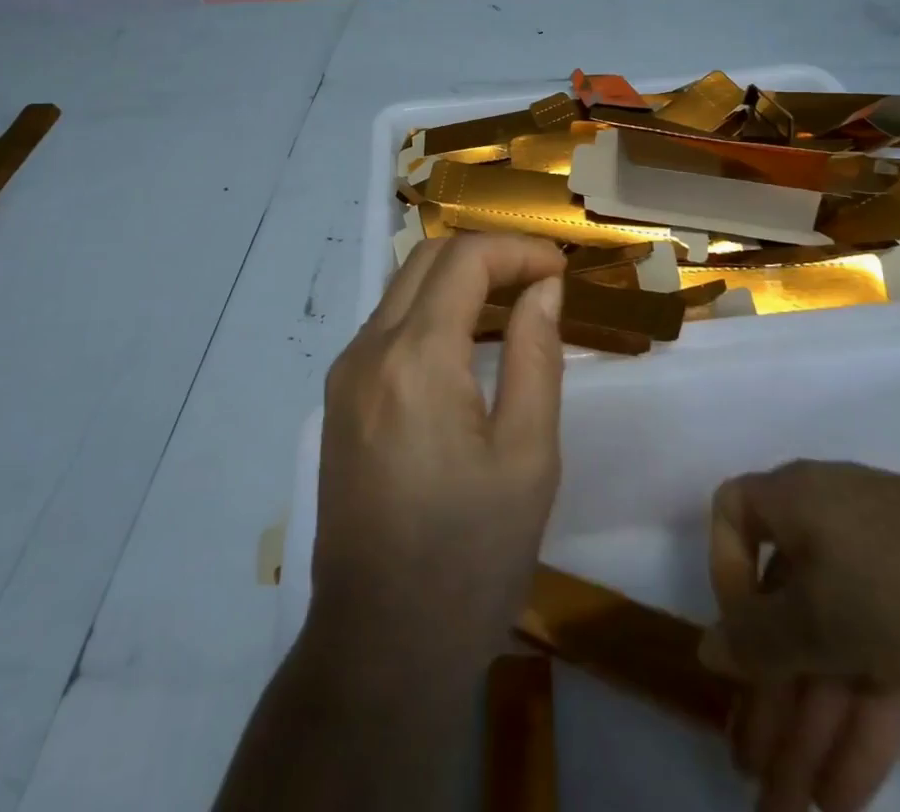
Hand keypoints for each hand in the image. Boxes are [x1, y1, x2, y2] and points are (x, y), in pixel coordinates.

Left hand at [308, 233, 567, 672]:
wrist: (380, 648)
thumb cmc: (470, 559)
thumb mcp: (528, 457)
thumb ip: (536, 356)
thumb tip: (543, 290)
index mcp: (415, 359)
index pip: (464, 259)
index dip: (517, 250)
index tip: (560, 272)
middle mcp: (367, 350)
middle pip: (426, 259)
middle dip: (487, 254)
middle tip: (539, 281)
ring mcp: (344, 374)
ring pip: (402, 289)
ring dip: (458, 280)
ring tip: (512, 305)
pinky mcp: (339, 400)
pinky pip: (387, 326)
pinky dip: (431, 312)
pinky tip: (466, 345)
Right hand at [704, 461, 899, 810]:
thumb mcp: (818, 617)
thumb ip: (756, 639)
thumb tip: (708, 648)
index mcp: (797, 499)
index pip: (735, 515)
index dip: (724, 574)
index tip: (737, 641)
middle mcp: (834, 526)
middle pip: (785, 607)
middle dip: (767, 692)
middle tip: (751, 770)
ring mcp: (888, 575)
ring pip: (831, 648)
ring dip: (809, 726)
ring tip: (793, 809)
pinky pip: (877, 668)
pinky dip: (859, 728)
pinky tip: (843, 797)